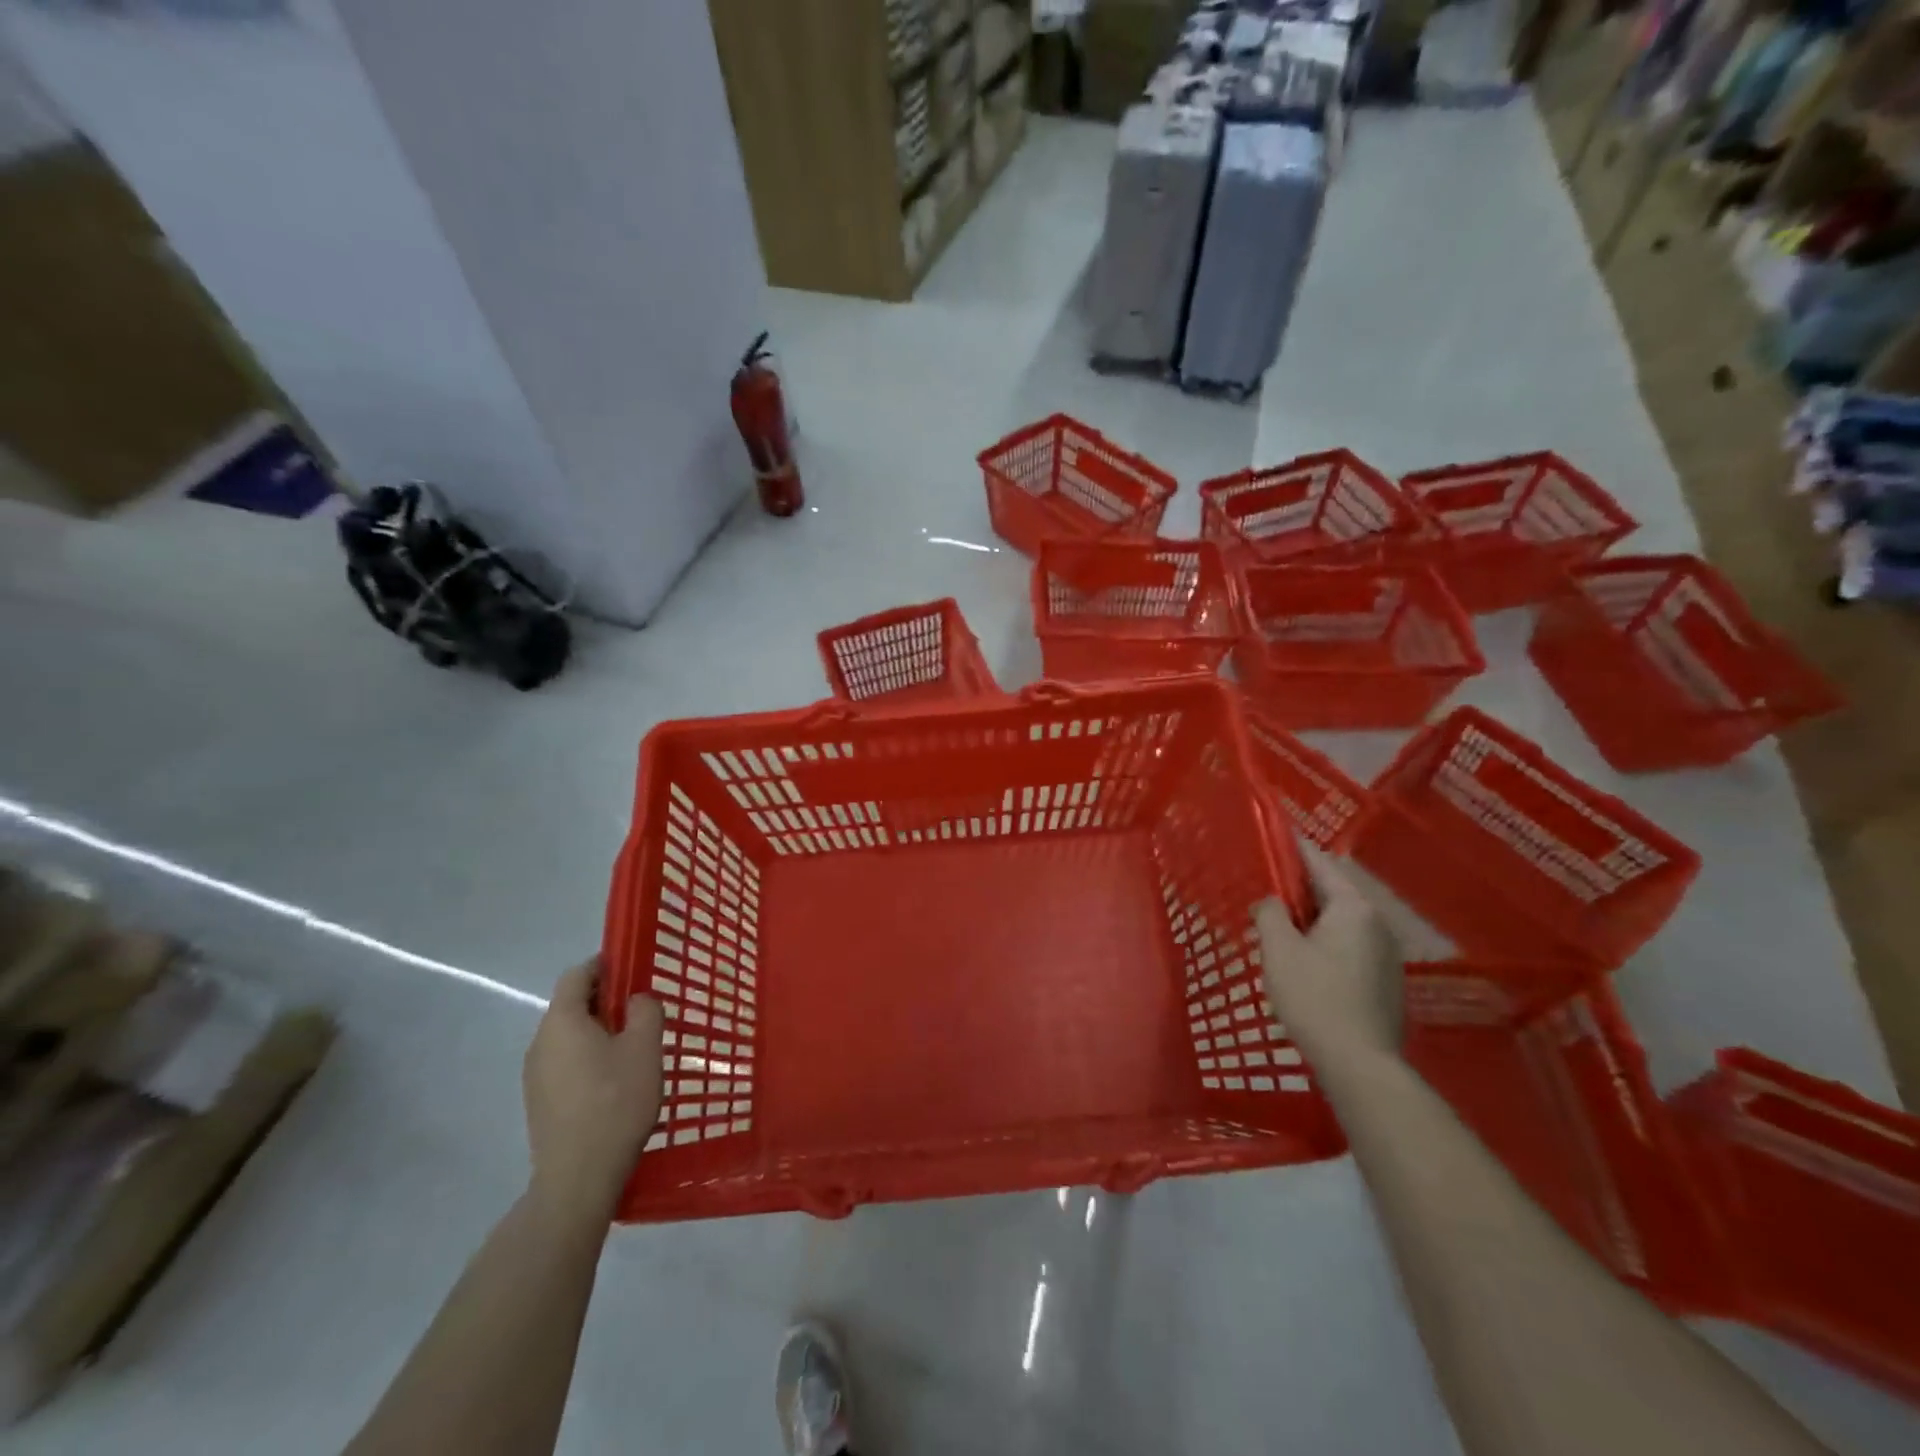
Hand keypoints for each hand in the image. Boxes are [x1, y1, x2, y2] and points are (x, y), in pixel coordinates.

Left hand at [522, 957, 663, 1222]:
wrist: (578, 1177)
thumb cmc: (616, 1101)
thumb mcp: (646, 1047)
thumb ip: (645, 1010)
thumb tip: (636, 1001)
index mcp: (562, 1021)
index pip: (578, 974)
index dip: (606, 965)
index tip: (634, 971)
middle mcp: (540, 1042)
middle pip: (572, 1005)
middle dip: (606, 1000)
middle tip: (642, 1012)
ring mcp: (535, 1075)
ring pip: (569, 1036)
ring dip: (598, 1032)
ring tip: (633, 1049)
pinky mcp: (539, 1102)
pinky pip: (565, 1063)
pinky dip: (589, 1059)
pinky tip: (615, 1082)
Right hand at [1256, 851, 1402, 1068]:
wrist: (1360, 1063)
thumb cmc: (1315, 998)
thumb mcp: (1279, 950)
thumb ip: (1270, 914)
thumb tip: (1270, 901)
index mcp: (1353, 908)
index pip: (1319, 863)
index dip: (1293, 848)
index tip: (1273, 834)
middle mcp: (1376, 923)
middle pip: (1332, 892)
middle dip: (1299, 887)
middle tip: (1266, 886)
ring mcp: (1386, 953)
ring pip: (1341, 920)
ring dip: (1311, 917)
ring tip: (1279, 923)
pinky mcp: (1386, 980)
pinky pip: (1350, 944)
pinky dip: (1325, 940)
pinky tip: (1304, 959)